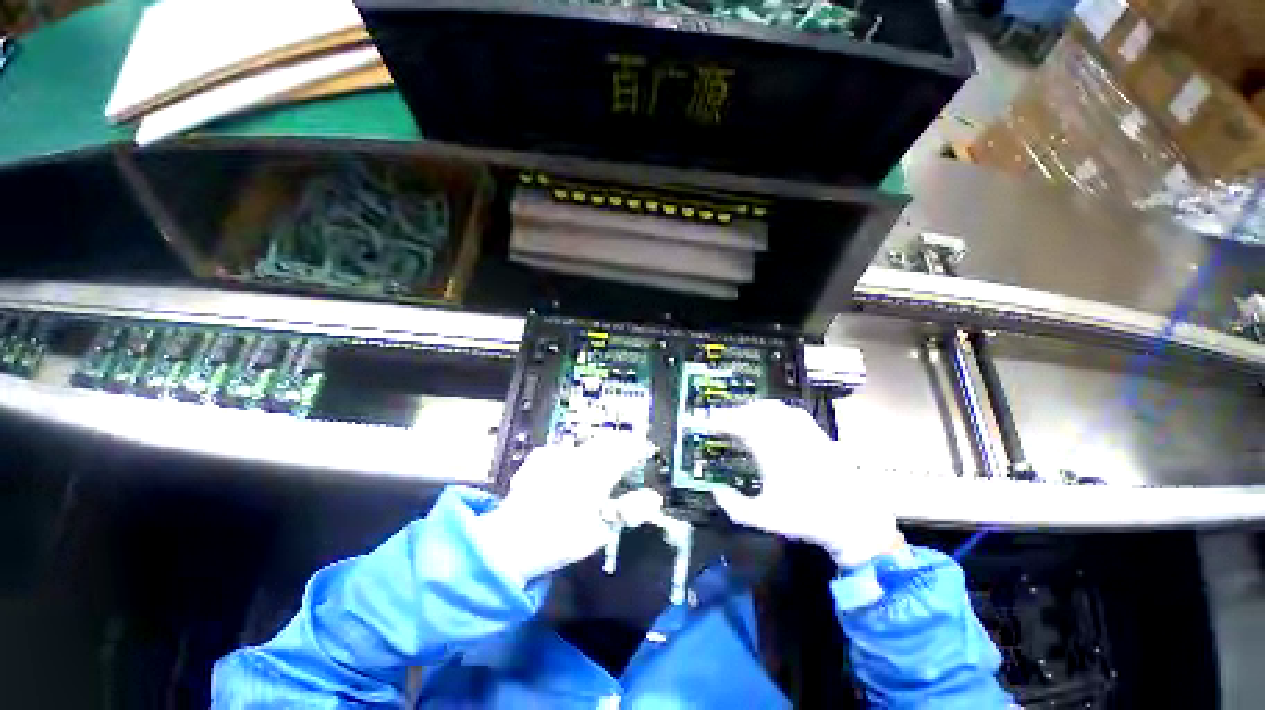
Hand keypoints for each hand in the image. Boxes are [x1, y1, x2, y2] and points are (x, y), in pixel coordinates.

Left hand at [473, 434, 656, 582]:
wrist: (510, 541)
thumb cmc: (561, 538)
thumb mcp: (601, 530)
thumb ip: (630, 510)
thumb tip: (655, 498)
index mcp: (597, 471)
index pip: (627, 449)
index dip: (640, 448)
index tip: (647, 451)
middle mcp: (580, 456)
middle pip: (608, 441)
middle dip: (621, 444)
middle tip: (628, 455)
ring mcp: (558, 455)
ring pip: (587, 443)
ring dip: (599, 448)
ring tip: (603, 461)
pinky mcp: (541, 458)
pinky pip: (565, 449)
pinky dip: (574, 454)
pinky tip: (570, 466)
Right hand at [708, 401, 902, 568]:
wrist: (854, 520)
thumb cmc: (807, 519)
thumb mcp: (765, 518)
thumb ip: (734, 507)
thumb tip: (715, 491)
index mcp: (772, 453)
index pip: (741, 425)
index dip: (722, 421)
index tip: (710, 424)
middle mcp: (787, 436)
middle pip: (755, 412)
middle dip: (735, 413)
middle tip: (723, 422)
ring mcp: (804, 432)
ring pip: (773, 408)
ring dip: (753, 410)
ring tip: (742, 419)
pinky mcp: (817, 433)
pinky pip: (790, 412)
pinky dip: (773, 411)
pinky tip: (770, 420)